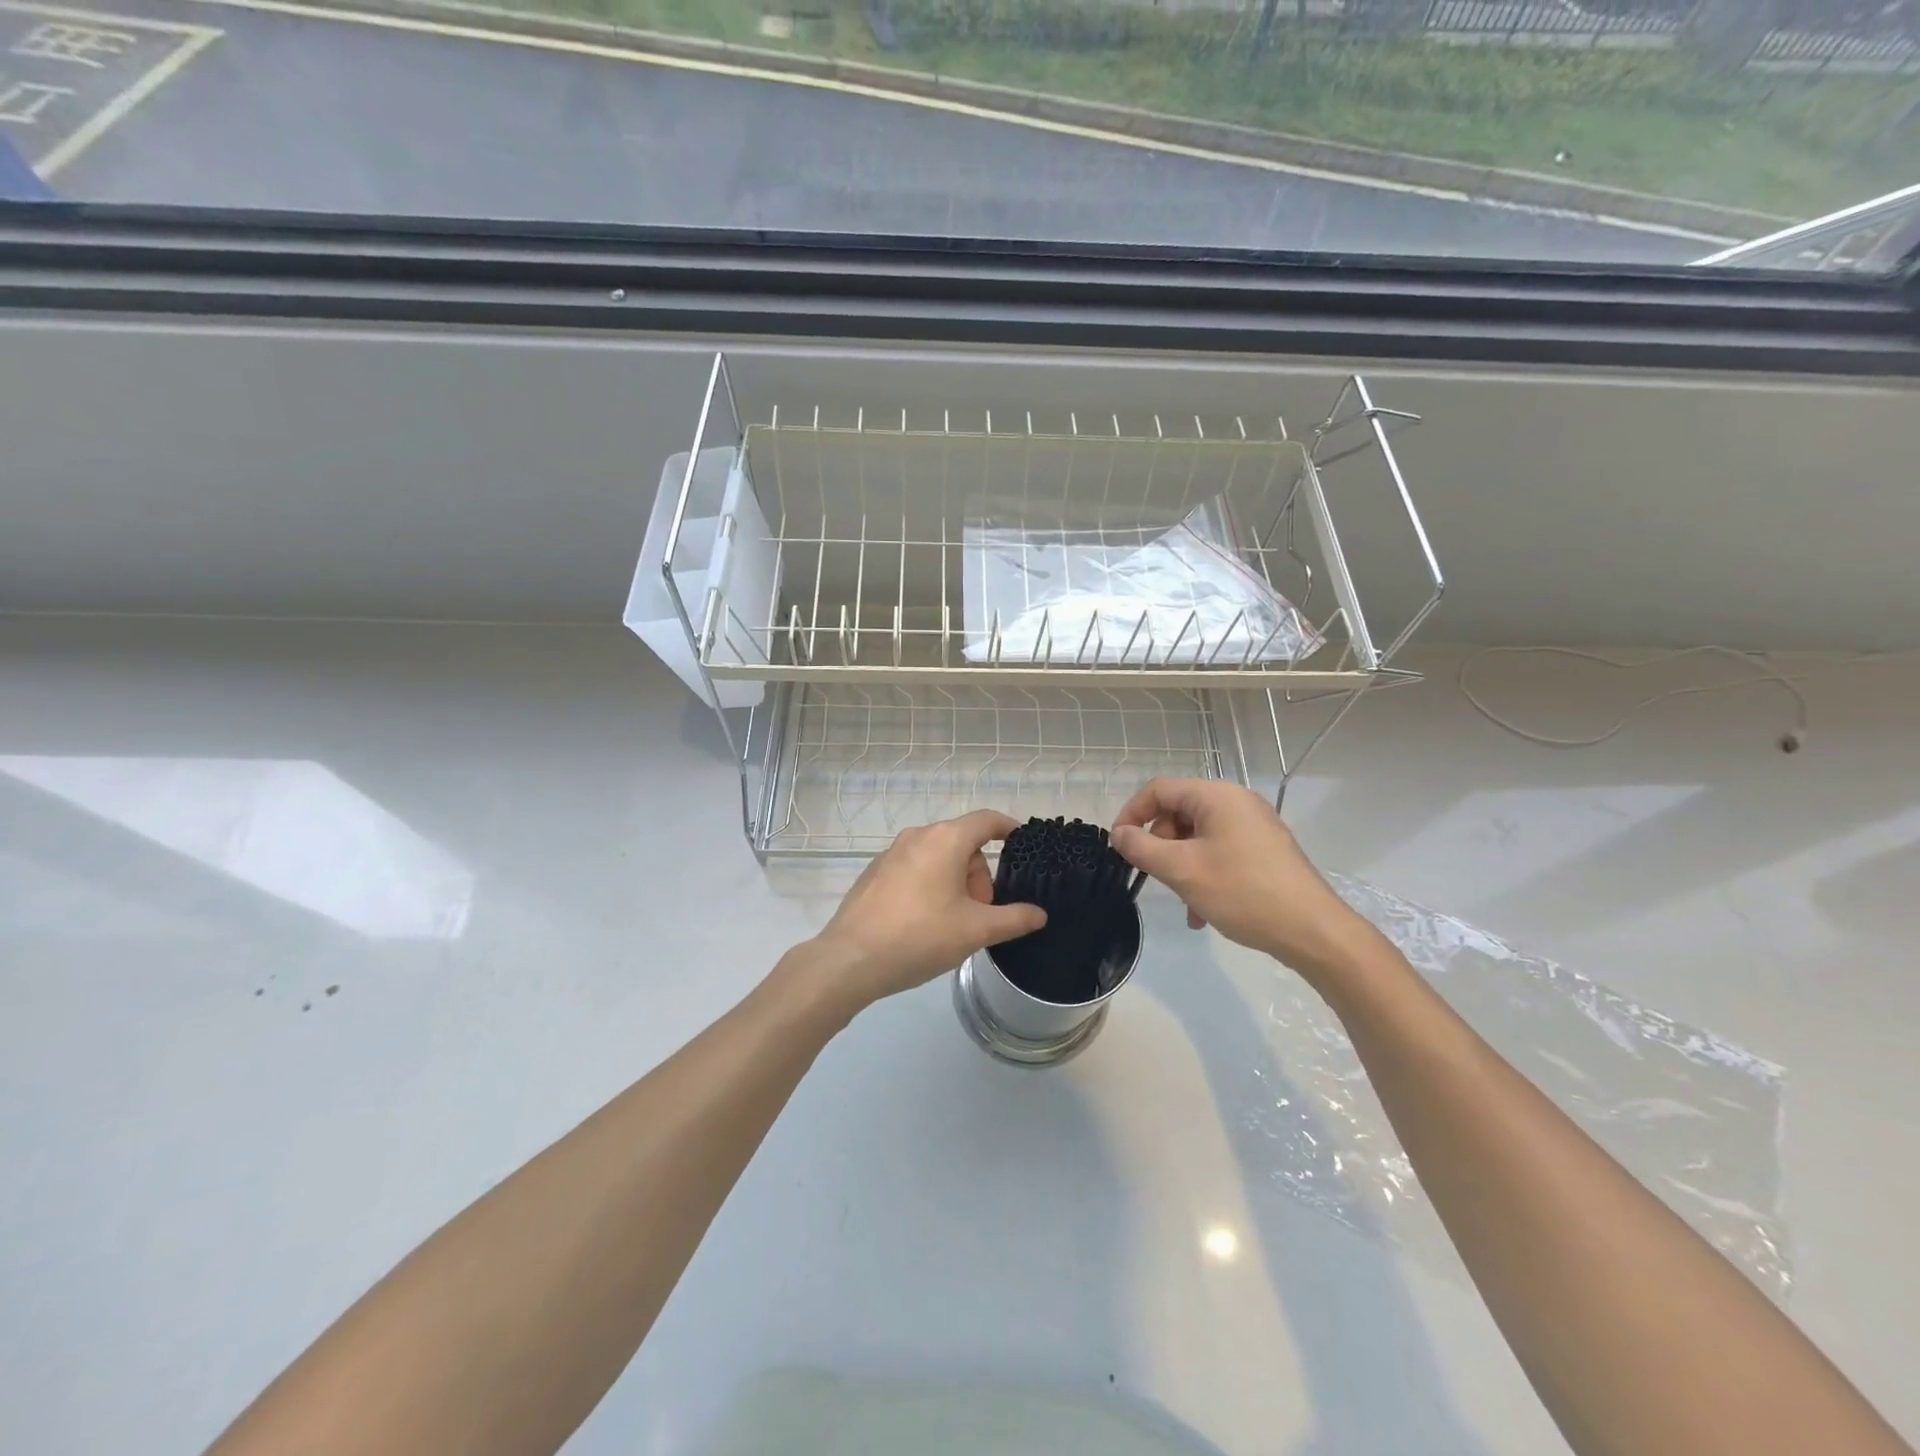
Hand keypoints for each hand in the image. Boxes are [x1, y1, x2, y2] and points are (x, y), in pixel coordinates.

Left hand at [803, 810, 1046, 1013]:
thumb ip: (1013, 919)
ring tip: (955, 924)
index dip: (1009, 829)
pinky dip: (931, 886)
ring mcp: (892, 853)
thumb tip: (1039, 914)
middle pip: (963, 843)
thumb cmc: (920, 936)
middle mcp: (918, 836)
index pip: (987, 820)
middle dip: (980, 875)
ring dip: (956, 883)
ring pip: (938, 857)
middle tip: (983, 913)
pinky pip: (915, 869)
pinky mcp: (875, 873)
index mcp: (945, 839)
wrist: (851, 959)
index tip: (1024, 845)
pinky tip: (925, 923)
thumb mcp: (975, 930)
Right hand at [1111, 778, 1371, 976]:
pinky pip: (1221, 852)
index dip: (1131, 813)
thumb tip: (1119, 834)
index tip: (1118, 845)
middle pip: (1179, 813)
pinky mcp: (1265, 850)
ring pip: (1198, 837)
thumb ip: (1142, 848)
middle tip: (1154, 877)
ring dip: (1181, 866)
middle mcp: (1237, 802)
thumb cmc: (1242, 892)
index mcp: (1217, 796)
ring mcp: (1255, 826)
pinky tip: (1203, 912)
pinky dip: (1204, 875)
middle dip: (1159, 845)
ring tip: (1183, 903)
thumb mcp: (1182, 870)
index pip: (1159, 790)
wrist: (1312, 930)